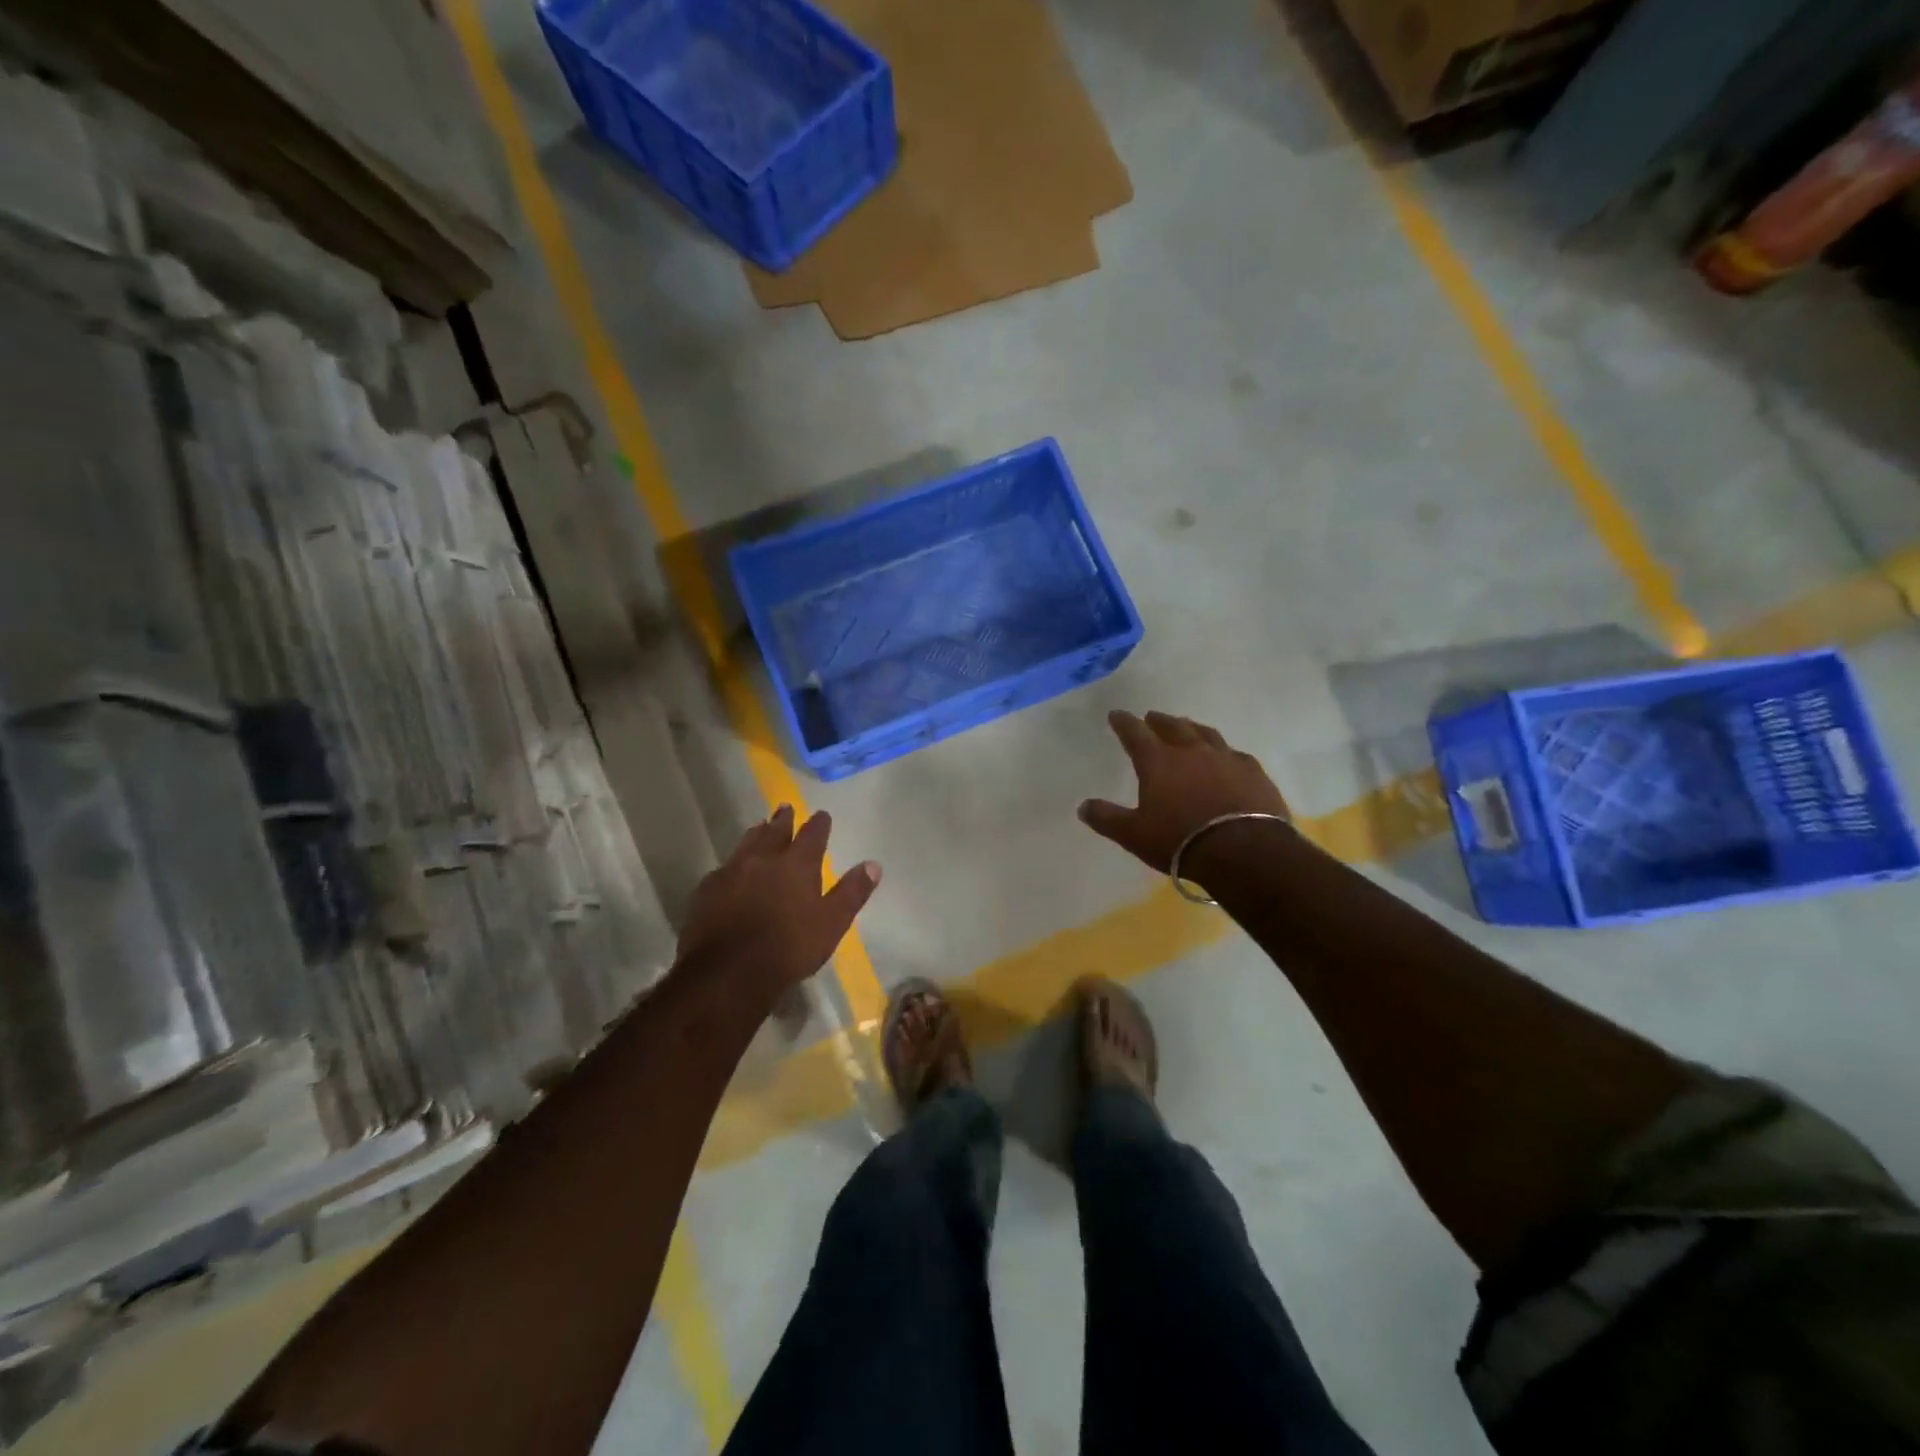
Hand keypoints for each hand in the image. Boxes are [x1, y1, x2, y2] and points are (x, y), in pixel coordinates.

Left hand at [676, 806, 880, 1006]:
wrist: (728, 972)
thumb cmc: (789, 948)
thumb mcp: (832, 923)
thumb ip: (852, 892)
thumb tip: (873, 865)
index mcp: (797, 864)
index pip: (812, 835)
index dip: (819, 824)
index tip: (822, 815)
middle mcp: (764, 858)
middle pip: (775, 831)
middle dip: (783, 819)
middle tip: (785, 807)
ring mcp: (731, 871)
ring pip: (746, 843)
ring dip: (756, 833)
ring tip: (760, 826)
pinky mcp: (706, 890)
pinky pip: (723, 867)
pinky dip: (733, 863)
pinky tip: (730, 869)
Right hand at [1079, 711, 1290, 872]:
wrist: (1245, 851)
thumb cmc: (1181, 841)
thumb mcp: (1134, 834)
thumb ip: (1107, 818)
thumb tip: (1083, 806)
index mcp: (1158, 762)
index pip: (1135, 733)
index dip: (1124, 722)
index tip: (1117, 714)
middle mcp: (1191, 751)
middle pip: (1172, 727)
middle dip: (1159, 720)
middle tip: (1152, 716)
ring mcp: (1225, 758)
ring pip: (1205, 733)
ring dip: (1191, 727)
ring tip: (1186, 726)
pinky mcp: (1253, 771)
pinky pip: (1234, 753)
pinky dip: (1223, 751)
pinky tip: (1225, 756)